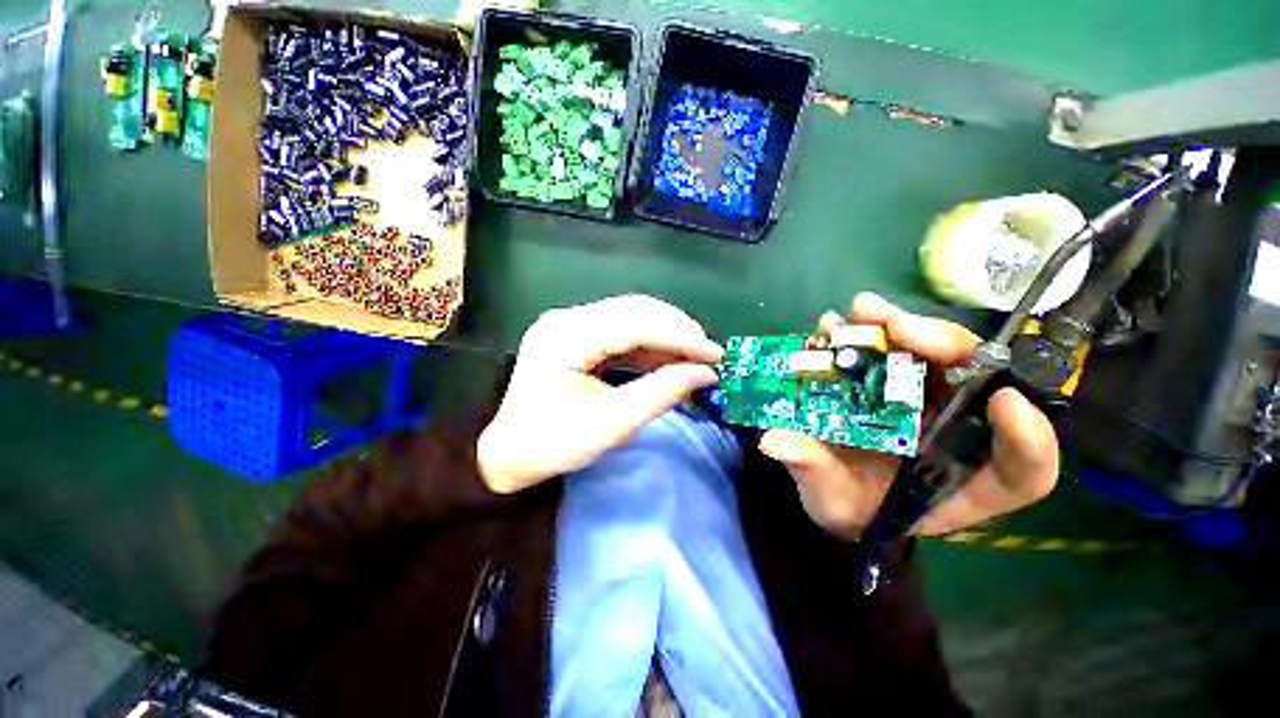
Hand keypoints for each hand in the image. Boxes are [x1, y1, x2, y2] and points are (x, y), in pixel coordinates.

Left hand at [478, 295, 722, 493]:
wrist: (509, 454)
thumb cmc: (553, 444)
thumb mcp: (611, 424)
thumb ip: (660, 394)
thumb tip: (706, 374)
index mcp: (566, 336)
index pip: (635, 323)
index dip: (680, 336)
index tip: (715, 354)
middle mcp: (567, 319)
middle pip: (634, 311)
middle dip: (677, 330)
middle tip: (709, 354)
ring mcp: (570, 324)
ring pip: (631, 316)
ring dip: (666, 334)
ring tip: (696, 355)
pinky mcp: (577, 336)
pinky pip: (622, 331)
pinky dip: (650, 344)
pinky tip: (670, 357)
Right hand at [758, 292, 1059, 538]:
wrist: (830, 485)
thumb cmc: (845, 505)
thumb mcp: (830, 500)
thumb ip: (813, 472)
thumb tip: (775, 441)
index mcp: (960, 479)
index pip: (1024, 469)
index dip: (1028, 438)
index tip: (1006, 402)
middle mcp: (953, 431)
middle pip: (978, 384)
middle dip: (945, 347)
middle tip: (898, 327)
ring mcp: (923, 401)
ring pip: (933, 355)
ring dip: (900, 327)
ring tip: (862, 312)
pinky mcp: (891, 383)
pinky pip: (889, 350)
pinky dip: (865, 333)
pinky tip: (835, 324)